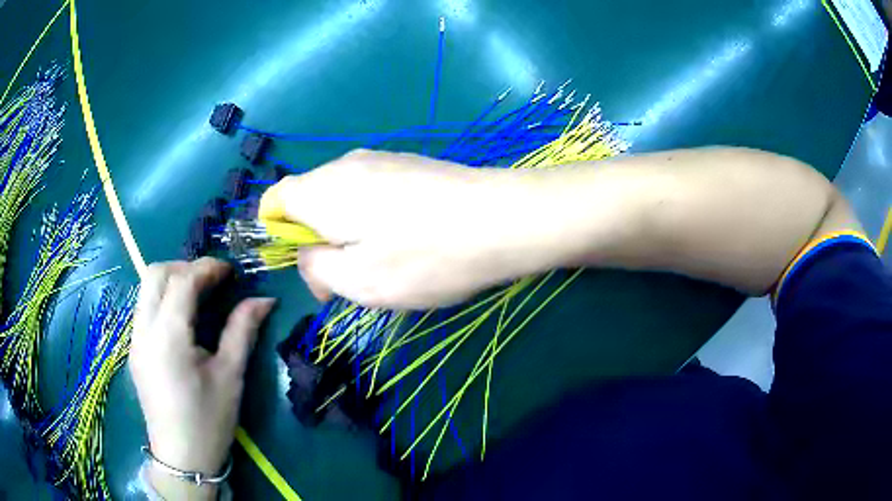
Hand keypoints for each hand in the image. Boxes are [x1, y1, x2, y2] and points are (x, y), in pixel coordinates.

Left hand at [129, 258, 274, 498]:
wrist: (182, 458)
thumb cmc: (210, 420)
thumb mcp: (231, 375)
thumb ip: (243, 330)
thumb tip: (265, 299)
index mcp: (169, 337)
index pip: (182, 281)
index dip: (208, 268)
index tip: (231, 272)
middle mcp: (144, 330)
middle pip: (155, 274)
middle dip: (185, 267)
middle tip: (211, 282)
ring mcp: (134, 339)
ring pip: (146, 288)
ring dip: (172, 280)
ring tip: (198, 296)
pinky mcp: (134, 349)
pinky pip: (144, 307)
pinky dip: (163, 298)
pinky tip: (182, 319)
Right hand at [259, 150, 539, 309]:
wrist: (504, 219)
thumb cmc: (425, 256)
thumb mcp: (358, 280)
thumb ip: (316, 267)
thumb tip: (310, 258)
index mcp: (320, 190)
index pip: (273, 201)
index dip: (278, 235)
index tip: (310, 265)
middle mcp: (344, 164)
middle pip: (308, 200)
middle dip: (319, 240)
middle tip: (353, 276)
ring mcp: (380, 159)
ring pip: (342, 197)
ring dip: (350, 231)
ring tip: (388, 260)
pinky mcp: (409, 164)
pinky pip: (372, 191)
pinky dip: (375, 217)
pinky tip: (410, 238)